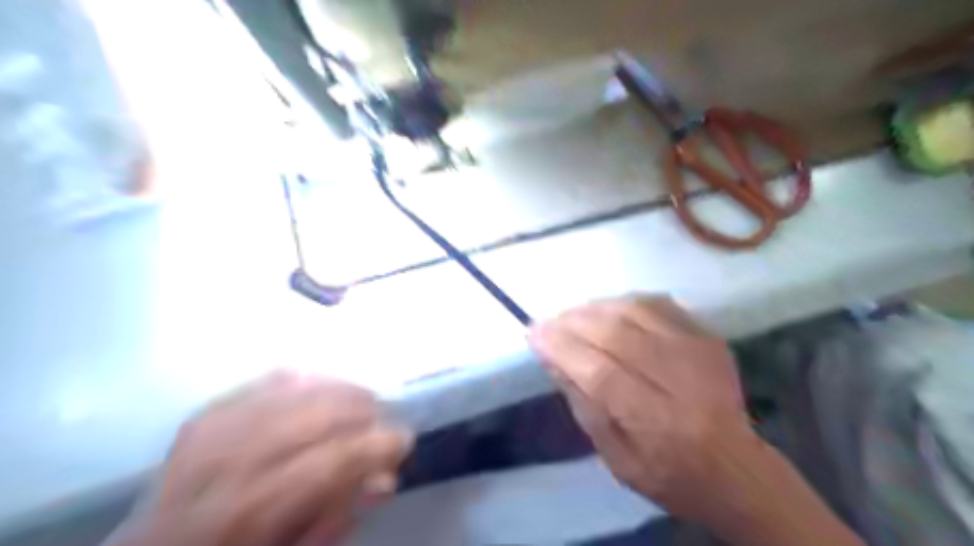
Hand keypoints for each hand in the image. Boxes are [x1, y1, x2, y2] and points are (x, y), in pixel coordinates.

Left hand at [118, 371, 413, 545]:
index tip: (404, 440)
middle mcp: (229, 464)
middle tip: (386, 414)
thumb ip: (336, 518)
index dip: (376, 445)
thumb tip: (384, 478)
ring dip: (339, 388)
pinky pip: (264, 382)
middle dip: (362, 409)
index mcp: (250, 513)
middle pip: (314, 416)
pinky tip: (323, 384)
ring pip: (293, 390)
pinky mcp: (204, 413)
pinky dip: (303, 378)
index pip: (331, 462)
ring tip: (364, 397)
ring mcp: (211, 432)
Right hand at [525, 296, 747, 518]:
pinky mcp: (707, 336)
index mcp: (658, 424)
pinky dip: (624, 302)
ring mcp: (698, 352)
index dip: (562, 348)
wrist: (737, 469)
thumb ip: (583, 406)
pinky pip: (657, 304)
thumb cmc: (669, 474)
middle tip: (548, 322)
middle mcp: (681, 381)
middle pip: (616, 335)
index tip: (534, 334)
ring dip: (594, 308)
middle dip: (572, 322)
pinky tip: (607, 312)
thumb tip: (553, 358)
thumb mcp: (615, 457)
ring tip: (572, 316)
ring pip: (635, 311)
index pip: (600, 374)